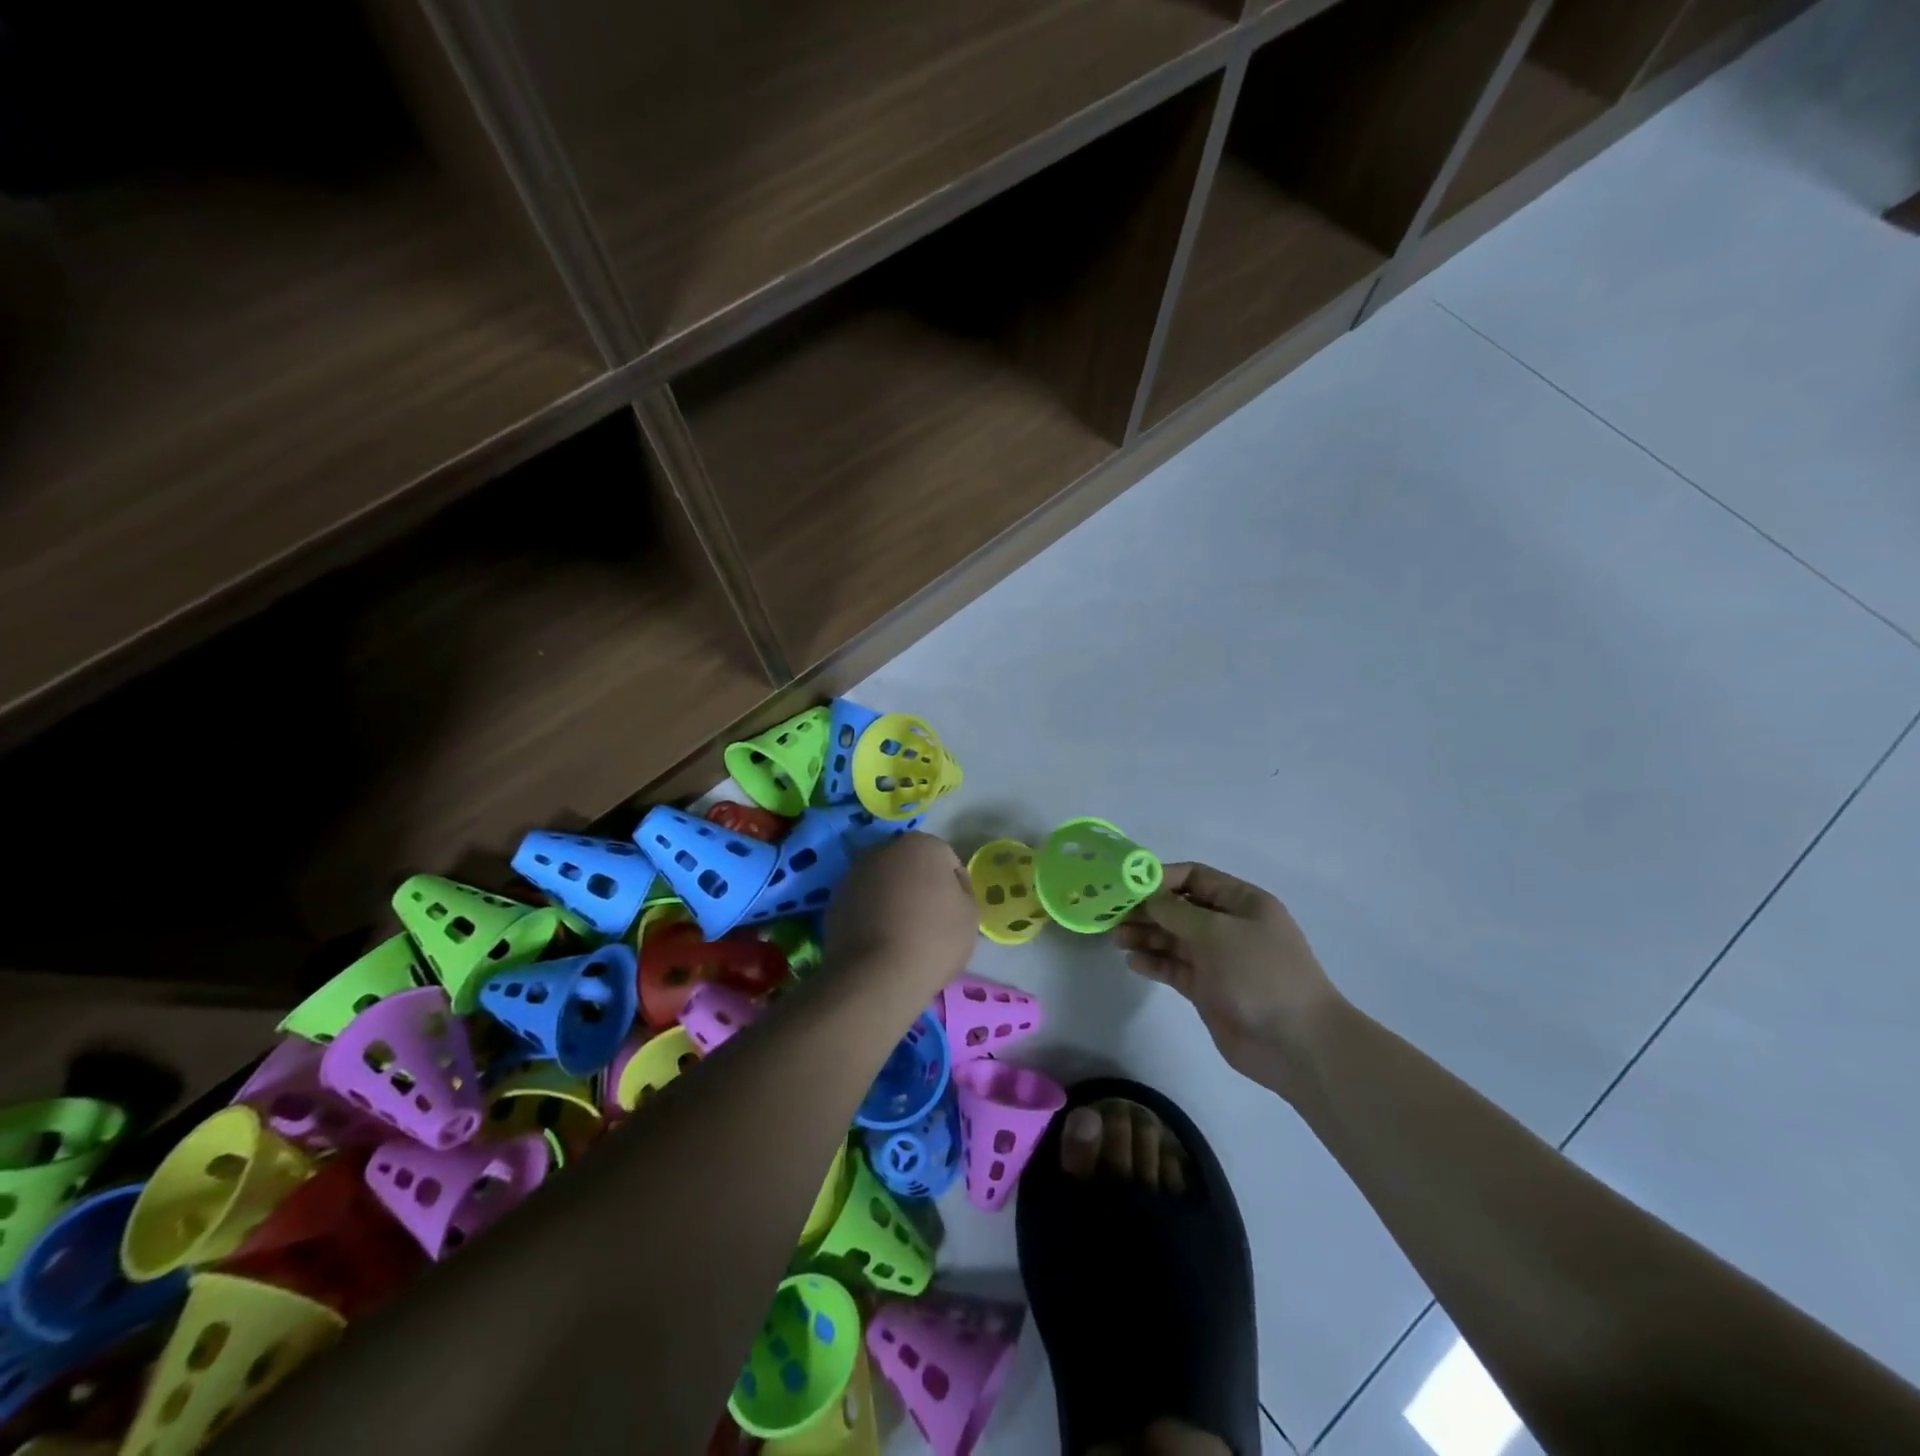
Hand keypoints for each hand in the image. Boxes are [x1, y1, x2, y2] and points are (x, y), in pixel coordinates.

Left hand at [824, 832, 977, 994]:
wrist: (878, 974)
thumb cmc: (934, 939)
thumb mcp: (970, 914)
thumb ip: (960, 891)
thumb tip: (943, 889)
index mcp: (921, 844)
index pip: (946, 861)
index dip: (954, 887)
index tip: (954, 913)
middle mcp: (884, 849)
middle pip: (911, 865)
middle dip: (919, 885)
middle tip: (929, 920)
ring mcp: (855, 873)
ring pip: (884, 882)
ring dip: (893, 898)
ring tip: (902, 934)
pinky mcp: (835, 899)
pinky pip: (863, 902)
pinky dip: (871, 914)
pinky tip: (880, 941)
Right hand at [1114, 863, 1343, 1093]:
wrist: (1296, 1044)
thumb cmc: (1261, 974)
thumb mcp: (1217, 933)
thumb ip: (1177, 912)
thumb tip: (1148, 896)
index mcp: (1242, 903)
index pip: (1195, 877)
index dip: (1160, 877)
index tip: (1127, 885)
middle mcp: (1228, 926)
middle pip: (1179, 908)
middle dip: (1147, 909)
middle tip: (1112, 914)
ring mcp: (1218, 959)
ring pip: (1173, 938)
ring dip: (1145, 935)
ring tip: (1116, 938)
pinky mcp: (1208, 989)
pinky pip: (1174, 967)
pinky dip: (1154, 962)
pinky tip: (1132, 962)